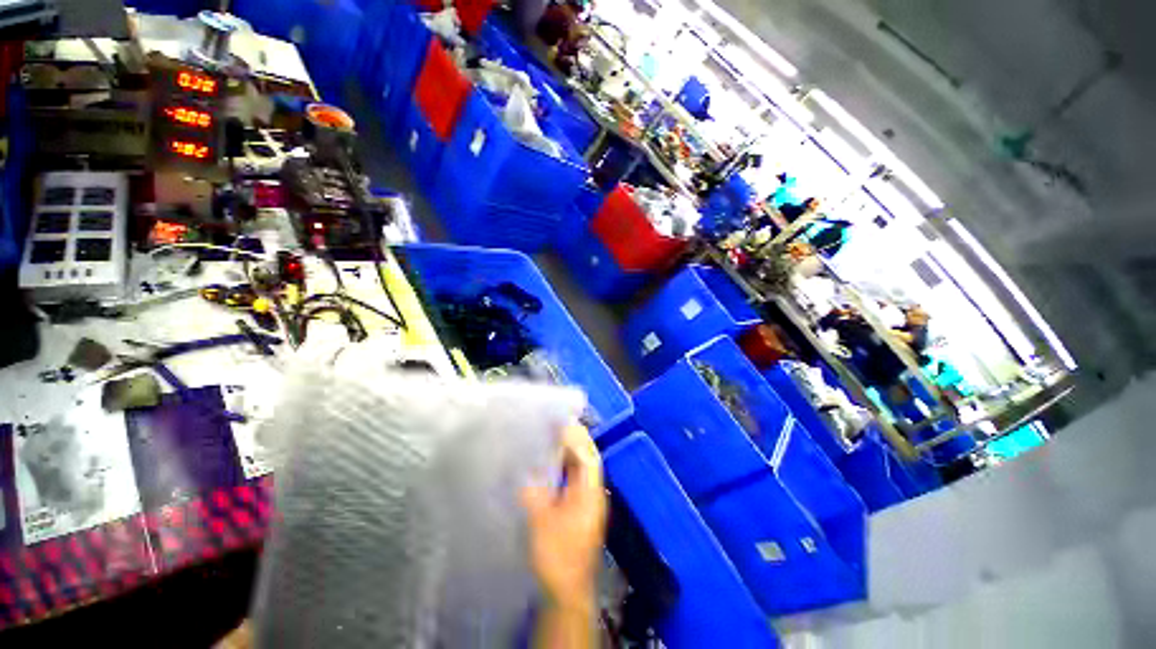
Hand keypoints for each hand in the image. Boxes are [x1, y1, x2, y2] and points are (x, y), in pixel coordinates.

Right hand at [522, 425, 607, 609]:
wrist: (566, 590)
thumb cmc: (556, 556)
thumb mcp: (541, 524)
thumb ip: (534, 495)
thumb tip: (525, 473)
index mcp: (590, 494)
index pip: (588, 457)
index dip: (577, 438)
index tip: (563, 423)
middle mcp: (593, 494)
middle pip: (588, 460)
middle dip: (577, 440)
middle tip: (559, 424)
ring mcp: (588, 502)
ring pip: (582, 469)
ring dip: (572, 451)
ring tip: (555, 436)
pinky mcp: (580, 509)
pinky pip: (576, 478)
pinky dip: (567, 466)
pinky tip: (553, 462)